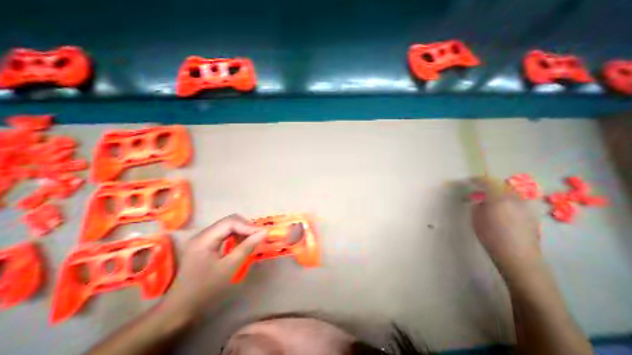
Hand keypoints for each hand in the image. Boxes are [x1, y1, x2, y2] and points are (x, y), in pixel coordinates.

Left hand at [160, 213, 266, 315]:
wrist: (180, 309)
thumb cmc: (205, 289)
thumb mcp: (229, 267)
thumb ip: (246, 247)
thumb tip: (264, 232)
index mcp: (204, 239)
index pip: (230, 222)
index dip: (248, 226)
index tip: (262, 233)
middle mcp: (203, 234)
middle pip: (229, 221)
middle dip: (246, 227)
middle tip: (258, 236)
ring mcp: (203, 239)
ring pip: (228, 226)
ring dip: (242, 231)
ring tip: (252, 240)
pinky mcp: (205, 244)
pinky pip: (224, 234)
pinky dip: (236, 236)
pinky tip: (241, 244)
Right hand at [471, 176, 539, 278]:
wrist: (517, 256)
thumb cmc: (491, 236)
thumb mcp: (476, 218)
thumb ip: (478, 204)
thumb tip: (480, 200)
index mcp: (499, 198)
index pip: (488, 182)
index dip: (477, 179)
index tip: (469, 181)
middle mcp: (515, 198)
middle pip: (501, 185)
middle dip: (489, 185)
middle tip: (478, 190)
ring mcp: (526, 206)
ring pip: (511, 193)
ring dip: (499, 192)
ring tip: (490, 199)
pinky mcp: (532, 215)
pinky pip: (517, 201)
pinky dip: (508, 200)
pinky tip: (502, 209)